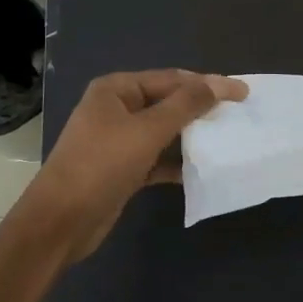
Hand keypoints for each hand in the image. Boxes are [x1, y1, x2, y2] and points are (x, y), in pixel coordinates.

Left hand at [19, 70, 247, 263]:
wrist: (60, 222)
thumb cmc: (101, 166)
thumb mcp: (147, 131)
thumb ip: (185, 105)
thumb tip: (219, 83)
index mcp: (116, 90)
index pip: (171, 79)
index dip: (207, 84)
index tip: (242, 93)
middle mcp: (116, 109)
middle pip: (168, 102)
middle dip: (200, 108)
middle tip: (237, 114)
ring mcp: (118, 140)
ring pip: (164, 131)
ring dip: (191, 135)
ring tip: (225, 138)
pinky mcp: (122, 168)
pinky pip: (157, 158)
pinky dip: (176, 162)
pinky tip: (199, 169)